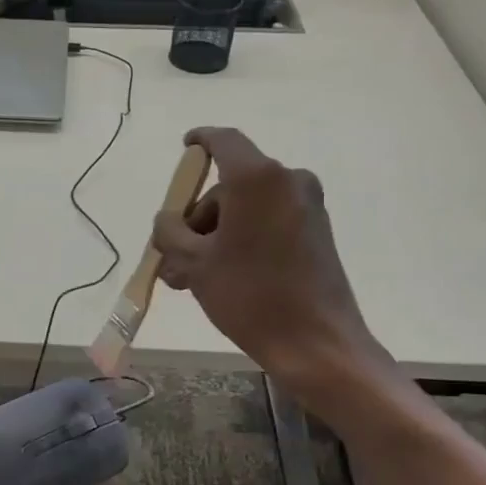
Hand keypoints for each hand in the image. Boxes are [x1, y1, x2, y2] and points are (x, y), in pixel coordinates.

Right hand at [152, 126, 386, 387]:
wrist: (317, 344)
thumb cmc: (250, 295)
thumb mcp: (194, 263)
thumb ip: (170, 231)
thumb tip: (168, 221)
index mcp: (257, 179)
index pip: (223, 140)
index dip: (200, 140)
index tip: (185, 148)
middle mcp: (287, 182)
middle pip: (229, 185)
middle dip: (197, 217)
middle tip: (173, 256)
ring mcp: (307, 207)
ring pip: (247, 208)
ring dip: (215, 235)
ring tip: (189, 278)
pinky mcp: (316, 232)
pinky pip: (268, 222)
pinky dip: (242, 239)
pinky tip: (220, 276)